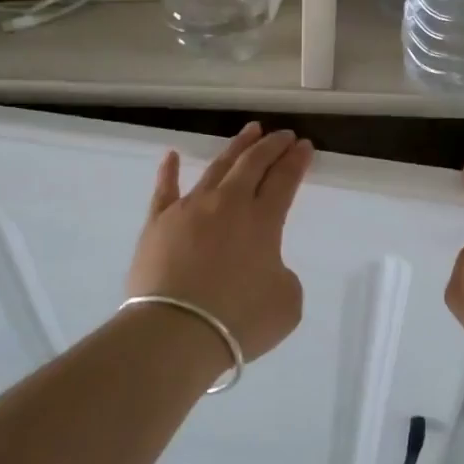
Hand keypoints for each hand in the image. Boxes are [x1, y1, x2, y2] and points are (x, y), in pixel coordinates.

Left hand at [126, 123, 313, 361]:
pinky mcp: (158, 223)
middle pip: (253, 164)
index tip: (304, 145)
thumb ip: (282, 276)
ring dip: (236, 148)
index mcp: (263, 220)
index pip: (284, 179)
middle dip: (271, 146)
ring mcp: (190, 209)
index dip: (296, 161)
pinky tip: (171, 156)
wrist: (175, 332)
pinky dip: (169, 171)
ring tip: (249, 132)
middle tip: (282, 134)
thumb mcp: (287, 303)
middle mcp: (228, 204)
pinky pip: (164, 189)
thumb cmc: (239, 320)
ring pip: (216, 168)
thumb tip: (264, 267)